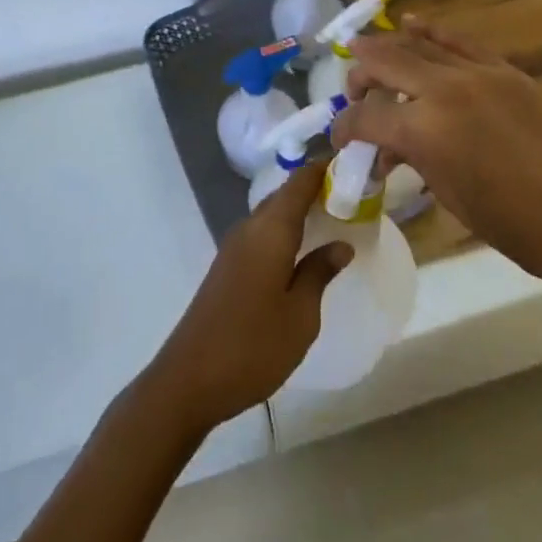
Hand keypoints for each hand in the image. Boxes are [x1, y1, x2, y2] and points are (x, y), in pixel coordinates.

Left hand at [144, 161, 351, 432]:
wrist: (188, 381)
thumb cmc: (252, 346)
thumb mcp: (300, 315)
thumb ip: (319, 273)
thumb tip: (340, 244)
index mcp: (270, 230)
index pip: (300, 182)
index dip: (324, 167)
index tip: (353, 160)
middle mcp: (250, 228)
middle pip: (285, 194)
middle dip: (315, 188)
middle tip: (352, 192)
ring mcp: (234, 247)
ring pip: (272, 214)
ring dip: (300, 210)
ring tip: (334, 216)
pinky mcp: (227, 267)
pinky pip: (262, 233)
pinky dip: (285, 230)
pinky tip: (302, 249)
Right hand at [334, 19, 541, 297]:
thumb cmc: (515, 227)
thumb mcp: (450, 196)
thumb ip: (415, 158)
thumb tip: (392, 147)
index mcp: (425, 132)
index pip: (366, 118)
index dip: (344, 128)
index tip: (339, 139)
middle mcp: (445, 90)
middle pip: (386, 63)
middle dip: (361, 76)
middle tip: (353, 92)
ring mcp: (479, 73)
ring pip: (420, 46)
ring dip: (389, 48)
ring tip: (367, 51)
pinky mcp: (506, 71)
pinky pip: (459, 43)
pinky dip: (431, 32)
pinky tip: (412, 24)